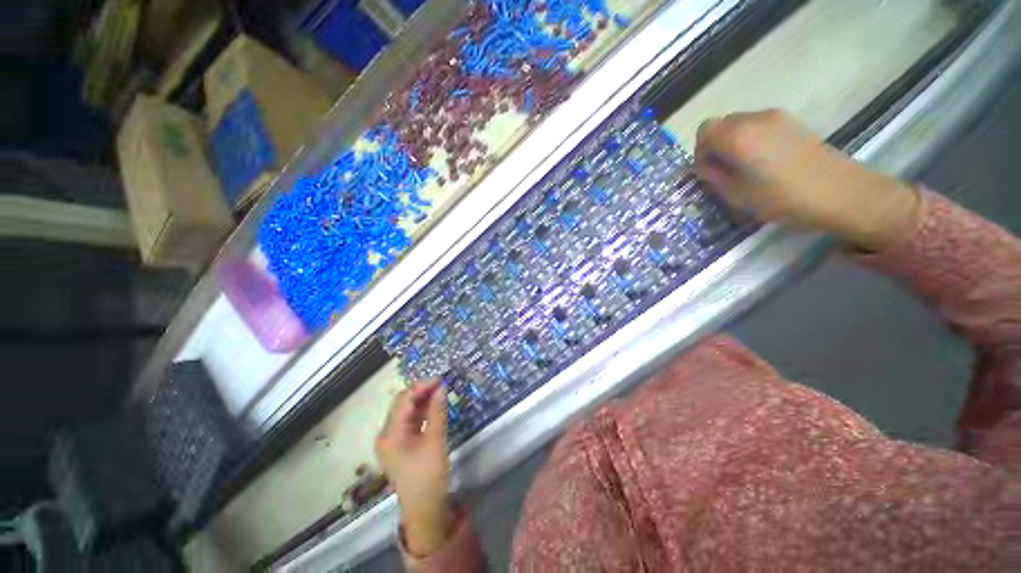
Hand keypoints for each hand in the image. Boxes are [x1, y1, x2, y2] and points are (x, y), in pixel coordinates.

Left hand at [375, 381, 453, 555]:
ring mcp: (394, 441)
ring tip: (440, 392)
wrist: (425, 511)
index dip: (421, 387)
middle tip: (442, 384)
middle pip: (402, 404)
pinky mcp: (402, 446)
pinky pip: (411, 422)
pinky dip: (422, 412)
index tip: (441, 379)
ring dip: (422, 401)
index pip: (404, 401)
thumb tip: (441, 387)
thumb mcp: (435, 441)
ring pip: (407, 412)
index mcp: (390, 434)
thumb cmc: (428, 476)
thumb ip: (437, 411)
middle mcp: (387, 435)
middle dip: (421, 392)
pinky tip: (435, 406)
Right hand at [694, 109, 919, 251]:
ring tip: (744, 168)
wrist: (842, 192)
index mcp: (738, 137)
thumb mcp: (738, 196)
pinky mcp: (792, 122)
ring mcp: (776, 117)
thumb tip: (705, 168)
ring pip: (739, 123)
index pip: (704, 132)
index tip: (708, 172)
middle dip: (715, 146)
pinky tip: (763, 160)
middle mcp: (755, 119)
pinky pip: (758, 125)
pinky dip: (751, 139)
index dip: (700, 152)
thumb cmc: (784, 198)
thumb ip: (714, 178)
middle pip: (721, 124)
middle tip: (723, 171)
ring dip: (732, 143)